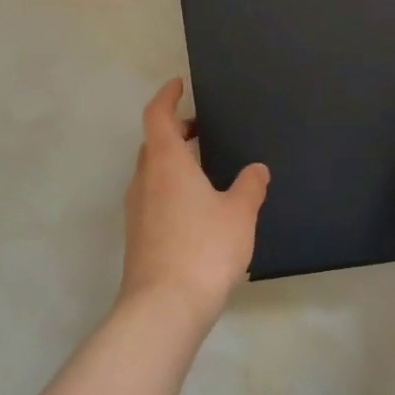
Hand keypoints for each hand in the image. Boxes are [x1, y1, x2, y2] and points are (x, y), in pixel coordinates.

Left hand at [120, 78, 269, 325]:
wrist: (162, 309)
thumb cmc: (202, 249)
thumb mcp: (239, 213)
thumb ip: (250, 186)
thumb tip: (257, 169)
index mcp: (166, 163)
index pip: (157, 115)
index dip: (167, 96)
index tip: (179, 85)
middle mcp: (145, 180)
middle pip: (153, 143)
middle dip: (175, 130)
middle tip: (201, 129)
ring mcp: (137, 210)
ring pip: (151, 172)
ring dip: (173, 161)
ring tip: (204, 168)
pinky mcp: (138, 236)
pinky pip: (153, 197)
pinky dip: (171, 188)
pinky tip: (197, 208)